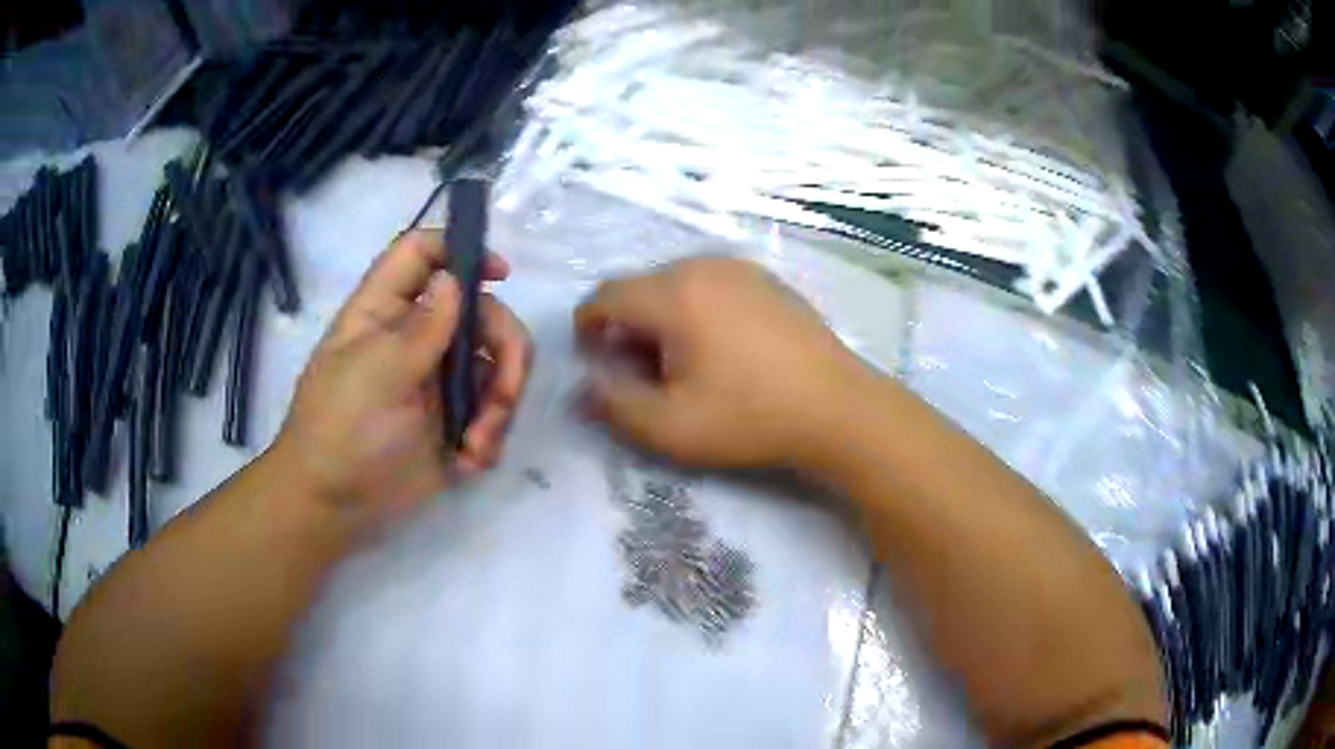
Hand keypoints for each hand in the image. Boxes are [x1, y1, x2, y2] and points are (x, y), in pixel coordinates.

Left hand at [273, 230, 531, 525]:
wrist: (334, 505)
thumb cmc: (342, 430)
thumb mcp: (377, 373)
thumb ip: (421, 327)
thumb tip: (454, 278)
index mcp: (386, 311)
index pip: (421, 253)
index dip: (461, 250)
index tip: (500, 276)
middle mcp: (416, 337)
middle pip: (480, 313)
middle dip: (504, 352)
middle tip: (504, 397)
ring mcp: (438, 381)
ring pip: (496, 365)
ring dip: (500, 405)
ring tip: (478, 444)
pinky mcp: (453, 421)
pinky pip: (492, 412)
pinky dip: (489, 436)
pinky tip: (468, 460)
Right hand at [575, 256, 871, 469]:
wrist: (838, 409)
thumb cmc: (750, 417)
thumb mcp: (670, 427)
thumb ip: (614, 405)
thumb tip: (582, 389)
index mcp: (674, 293)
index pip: (605, 296)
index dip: (587, 327)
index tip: (594, 362)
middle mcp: (704, 266)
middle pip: (641, 288)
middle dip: (627, 327)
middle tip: (641, 373)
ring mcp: (741, 269)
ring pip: (677, 284)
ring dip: (662, 318)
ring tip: (682, 364)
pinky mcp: (768, 280)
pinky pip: (712, 285)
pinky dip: (697, 310)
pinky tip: (722, 350)